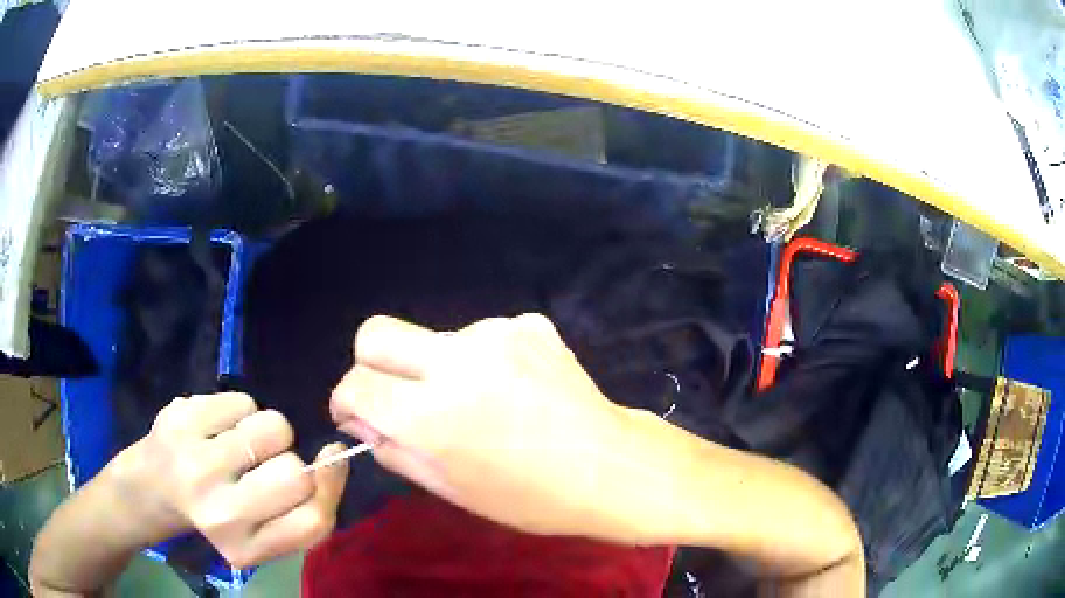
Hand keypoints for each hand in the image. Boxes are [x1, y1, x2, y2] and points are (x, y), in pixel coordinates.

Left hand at [107, 393, 347, 566]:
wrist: (149, 489)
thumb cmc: (212, 514)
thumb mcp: (261, 534)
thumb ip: (304, 507)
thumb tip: (337, 451)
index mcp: (244, 548)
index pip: (314, 521)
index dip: (330, 487)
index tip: (325, 464)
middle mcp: (219, 513)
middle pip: (296, 473)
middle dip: (288, 460)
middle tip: (260, 466)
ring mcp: (195, 462)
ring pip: (274, 428)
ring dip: (267, 432)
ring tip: (239, 444)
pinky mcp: (181, 418)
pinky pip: (244, 401)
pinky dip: (240, 410)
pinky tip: (217, 427)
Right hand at [330, 314, 635, 538]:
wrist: (610, 466)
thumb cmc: (530, 498)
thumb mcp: (451, 488)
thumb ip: (394, 448)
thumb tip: (361, 417)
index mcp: (432, 416)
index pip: (355, 385)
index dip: (346, 401)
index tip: (358, 413)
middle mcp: (457, 361)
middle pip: (375, 333)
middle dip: (369, 364)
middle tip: (393, 396)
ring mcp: (496, 334)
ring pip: (431, 338)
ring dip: (434, 367)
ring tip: (476, 402)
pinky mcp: (527, 323)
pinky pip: (478, 337)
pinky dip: (478, 361)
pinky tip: (511, 389)